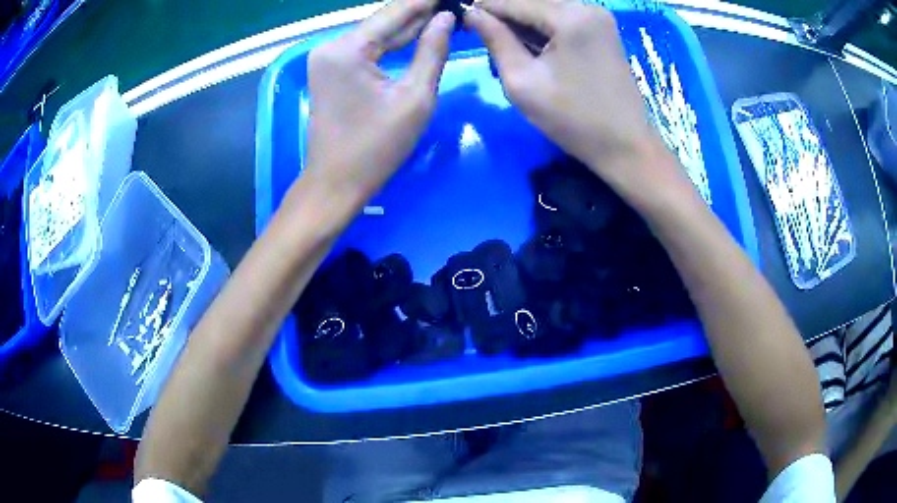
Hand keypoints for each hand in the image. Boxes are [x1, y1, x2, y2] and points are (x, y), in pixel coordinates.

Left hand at [304, 0, 454, 202]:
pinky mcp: (329, 70)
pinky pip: (365, 48)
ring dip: (407, 26)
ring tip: (441, 16)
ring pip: (374, 33)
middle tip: (451, 6)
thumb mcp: (415, 98)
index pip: (394, 12)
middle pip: (382, 21)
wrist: (336, 183)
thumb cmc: (377, 147)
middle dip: (418, 12)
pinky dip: (390, 43)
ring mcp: (326, 58)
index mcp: (347, 49)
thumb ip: (432, 51)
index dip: (426, 2)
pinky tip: (416, 34)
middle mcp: (330, 46)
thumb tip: (447, 18)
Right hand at [464, 0, 684, 196]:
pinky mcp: (603, 28)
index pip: (512, 1)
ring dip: (523, 23)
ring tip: (508, 47)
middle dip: (504, 16)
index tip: (462, 22)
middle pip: (530, 1)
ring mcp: (599, 16)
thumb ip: (495, 40)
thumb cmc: (573, 119)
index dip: (482, 8)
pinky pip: (563, 17)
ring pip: (545, 7)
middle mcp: (587, 6)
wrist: (626, 145)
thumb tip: (471, 13)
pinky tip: (533, 48)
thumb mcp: (522, 81)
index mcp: (569, 16)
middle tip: (486, 40)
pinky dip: (543, 28)